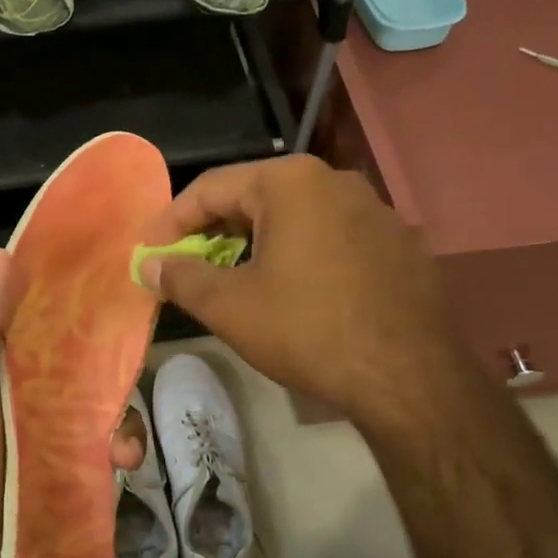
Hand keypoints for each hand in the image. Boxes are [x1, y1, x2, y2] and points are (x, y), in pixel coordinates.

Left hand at [0, 248, 145, 557]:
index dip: (64, 292)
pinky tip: (123, 461)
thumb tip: (2, 255)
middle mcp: (26, 393)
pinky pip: (115, 441)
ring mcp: (56, 432)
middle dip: (106, 351)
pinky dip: (125, 444)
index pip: (34, 316)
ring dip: (120, 406)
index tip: (104, 263)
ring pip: (104, 396)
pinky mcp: (82, 468)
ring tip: (117, 437)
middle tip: (131, 350)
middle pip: (78, 354)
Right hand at [138, 156, 465, 422]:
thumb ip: (181, 277)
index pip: (210, 187)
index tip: (149, 252)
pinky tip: (289, 290)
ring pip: (293, 216)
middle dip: (212, 231)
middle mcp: (334, 180)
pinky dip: (295, 253)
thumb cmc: (307, 330)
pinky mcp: (395, 242)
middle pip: (253, 197)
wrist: (409, 376)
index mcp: (290, 182)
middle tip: (185, 265)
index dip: (171, 221)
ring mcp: (372, 209)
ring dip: (253, 242)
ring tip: (231, 278)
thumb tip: (148, 265)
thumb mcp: (230, 306)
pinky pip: (328, 236)